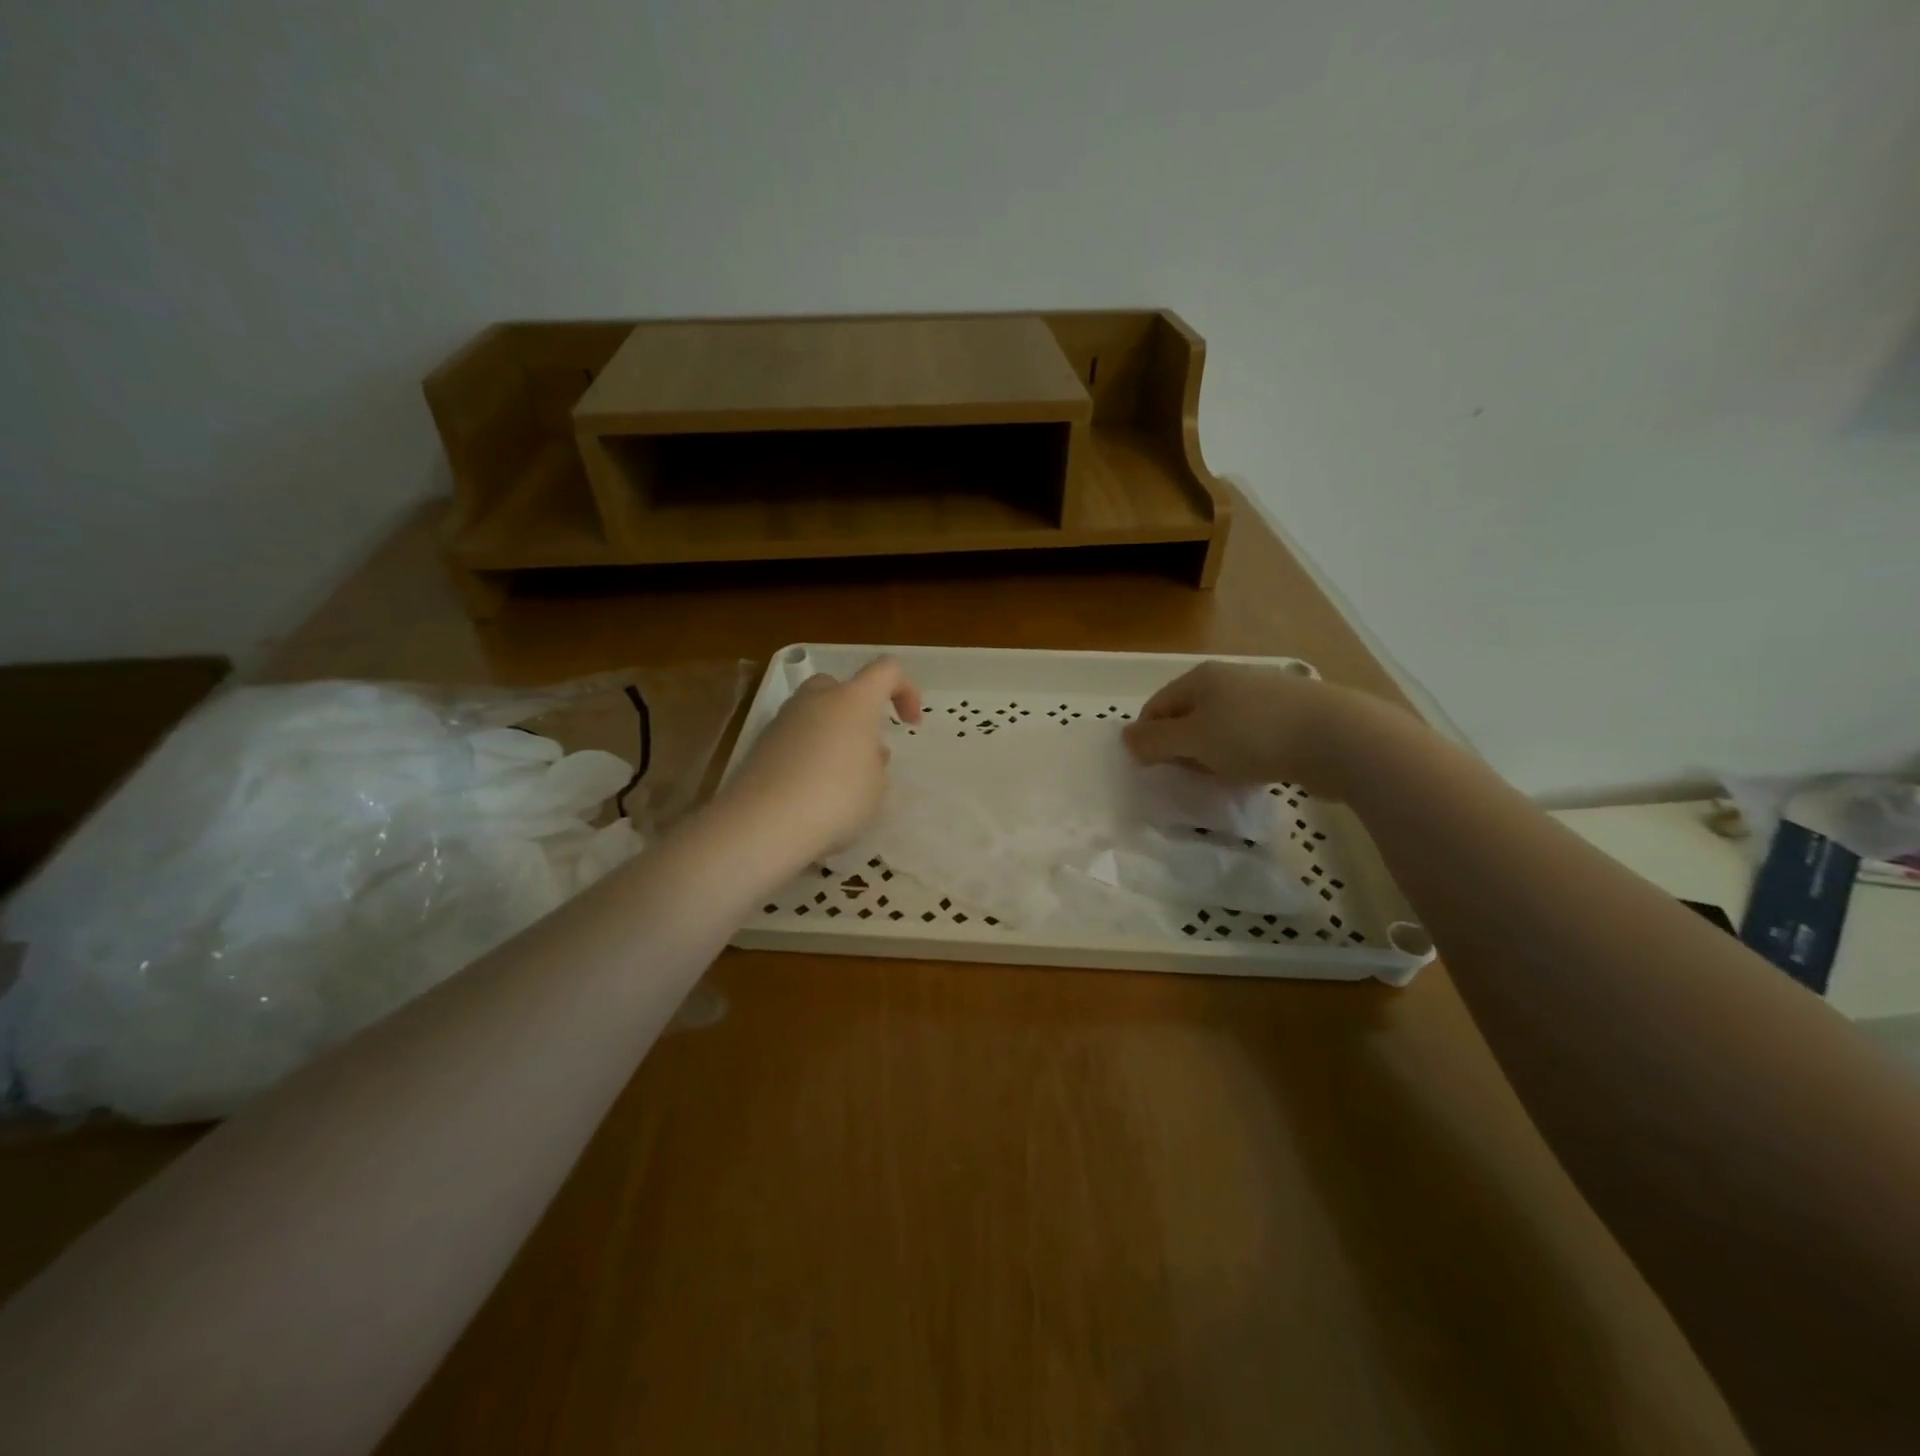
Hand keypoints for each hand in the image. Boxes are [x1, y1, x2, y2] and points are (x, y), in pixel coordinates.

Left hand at [717, 657, 922, 860]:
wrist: (764, 823)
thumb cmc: (837, 799)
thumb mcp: (877, 787)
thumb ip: (876, 763)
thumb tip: (864, 752)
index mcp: (854, 700)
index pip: (887, 670)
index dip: (906, 690)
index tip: (910, 723)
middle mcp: (816, 699)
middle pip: (841, 687)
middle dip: (858, 710)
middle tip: (866, 747)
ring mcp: (783, 720)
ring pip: (814, 712)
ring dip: (831, 733)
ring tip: (839, 775)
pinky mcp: (760, 744)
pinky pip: (793, 738)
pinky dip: (806, 753)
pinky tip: (811, 789)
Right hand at [1122, 661, 1390, 800]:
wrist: (1337, 737)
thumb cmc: (1253, 735)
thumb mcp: (1193, 740)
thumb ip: (1155, 741)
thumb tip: (1126, 737)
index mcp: (1200, 678)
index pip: (1156, 707)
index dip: (1147, 738)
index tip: (1151, 769)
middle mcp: (1229, 679)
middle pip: (1188, 715)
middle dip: (1180, 747)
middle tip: (1185, 777)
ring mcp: (1263, 694)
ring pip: (1221, 727)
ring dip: (1212, 753)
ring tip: (1219, 778)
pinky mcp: (1290, 715)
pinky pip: (1250, 736)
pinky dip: (1242, 754)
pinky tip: (1251, 772)